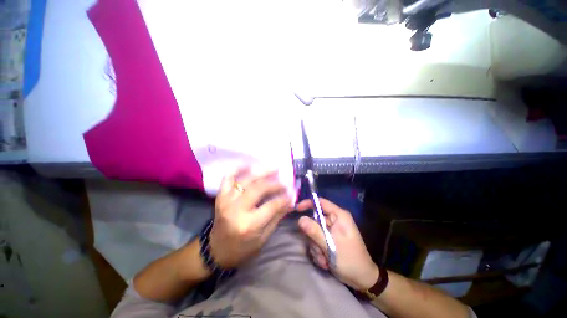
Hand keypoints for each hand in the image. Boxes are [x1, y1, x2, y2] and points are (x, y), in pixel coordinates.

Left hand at [210, 166, 293, 268]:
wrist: (216, 251)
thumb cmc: (242, 249)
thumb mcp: (263, 238)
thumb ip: (276, 217)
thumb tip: (290, 202)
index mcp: (249, 225)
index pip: (271, 205)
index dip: (284, 198)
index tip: (292, 193)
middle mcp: (236, 210)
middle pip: (259, 189)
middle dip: (275, 184)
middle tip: (284, 182)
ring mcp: (226, 200)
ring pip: (246, 180)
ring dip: (261, 172)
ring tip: (274, 168)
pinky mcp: (220, 196)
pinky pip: (228, 178)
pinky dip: (237, 169)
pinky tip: (249, 165)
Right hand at [297, 198, 378, 290]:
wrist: (362, 280)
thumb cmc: (350, 260)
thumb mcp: (330, 246)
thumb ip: (314, 231)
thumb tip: (300, 219)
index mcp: (339, 216)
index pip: (321, 202)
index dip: (308, 203)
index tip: (297, 210)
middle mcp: (335, 221)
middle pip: (315, 220)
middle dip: (313, 236)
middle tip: (318, 249)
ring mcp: (332, 230)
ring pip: (314, 232)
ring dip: (316, 247)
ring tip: (324, 259)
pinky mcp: (330, 239)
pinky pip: (317, 240)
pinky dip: (318, 251)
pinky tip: (325, 262)